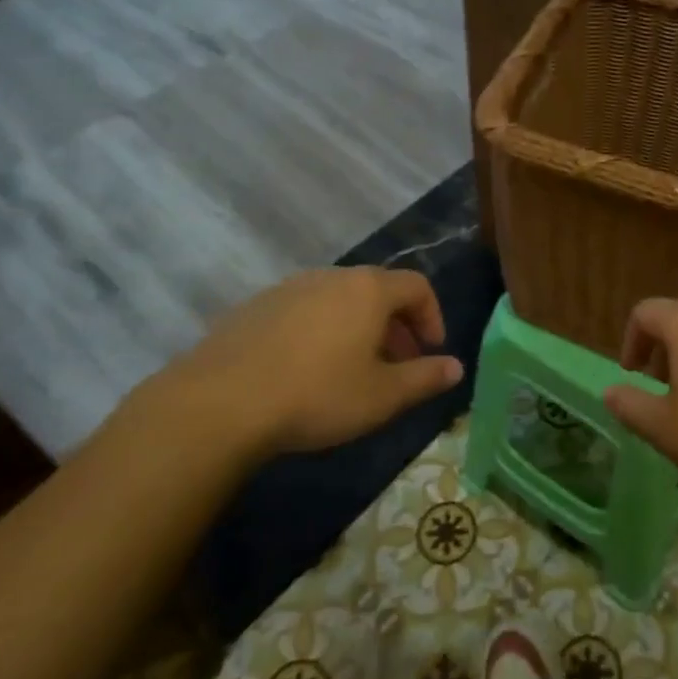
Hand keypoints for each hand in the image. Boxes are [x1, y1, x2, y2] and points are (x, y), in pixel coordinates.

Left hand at [142, 267, 462, 461]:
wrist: (221, 402)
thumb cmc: (317, 395)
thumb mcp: (381, 396)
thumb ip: (424, 379)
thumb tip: (456, 367)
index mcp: (368, 290)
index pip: (417, 286)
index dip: (432, 316)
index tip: (432, 352)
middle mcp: (332, 277)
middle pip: (377, 290)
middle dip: (396, 326)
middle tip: (398, 366)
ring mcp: (290, 288)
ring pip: (339, 300)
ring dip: (358, 328)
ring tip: (353, 370)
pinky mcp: (256, 306)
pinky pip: (305, 310)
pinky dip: (321, 331)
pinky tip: (306, 371)